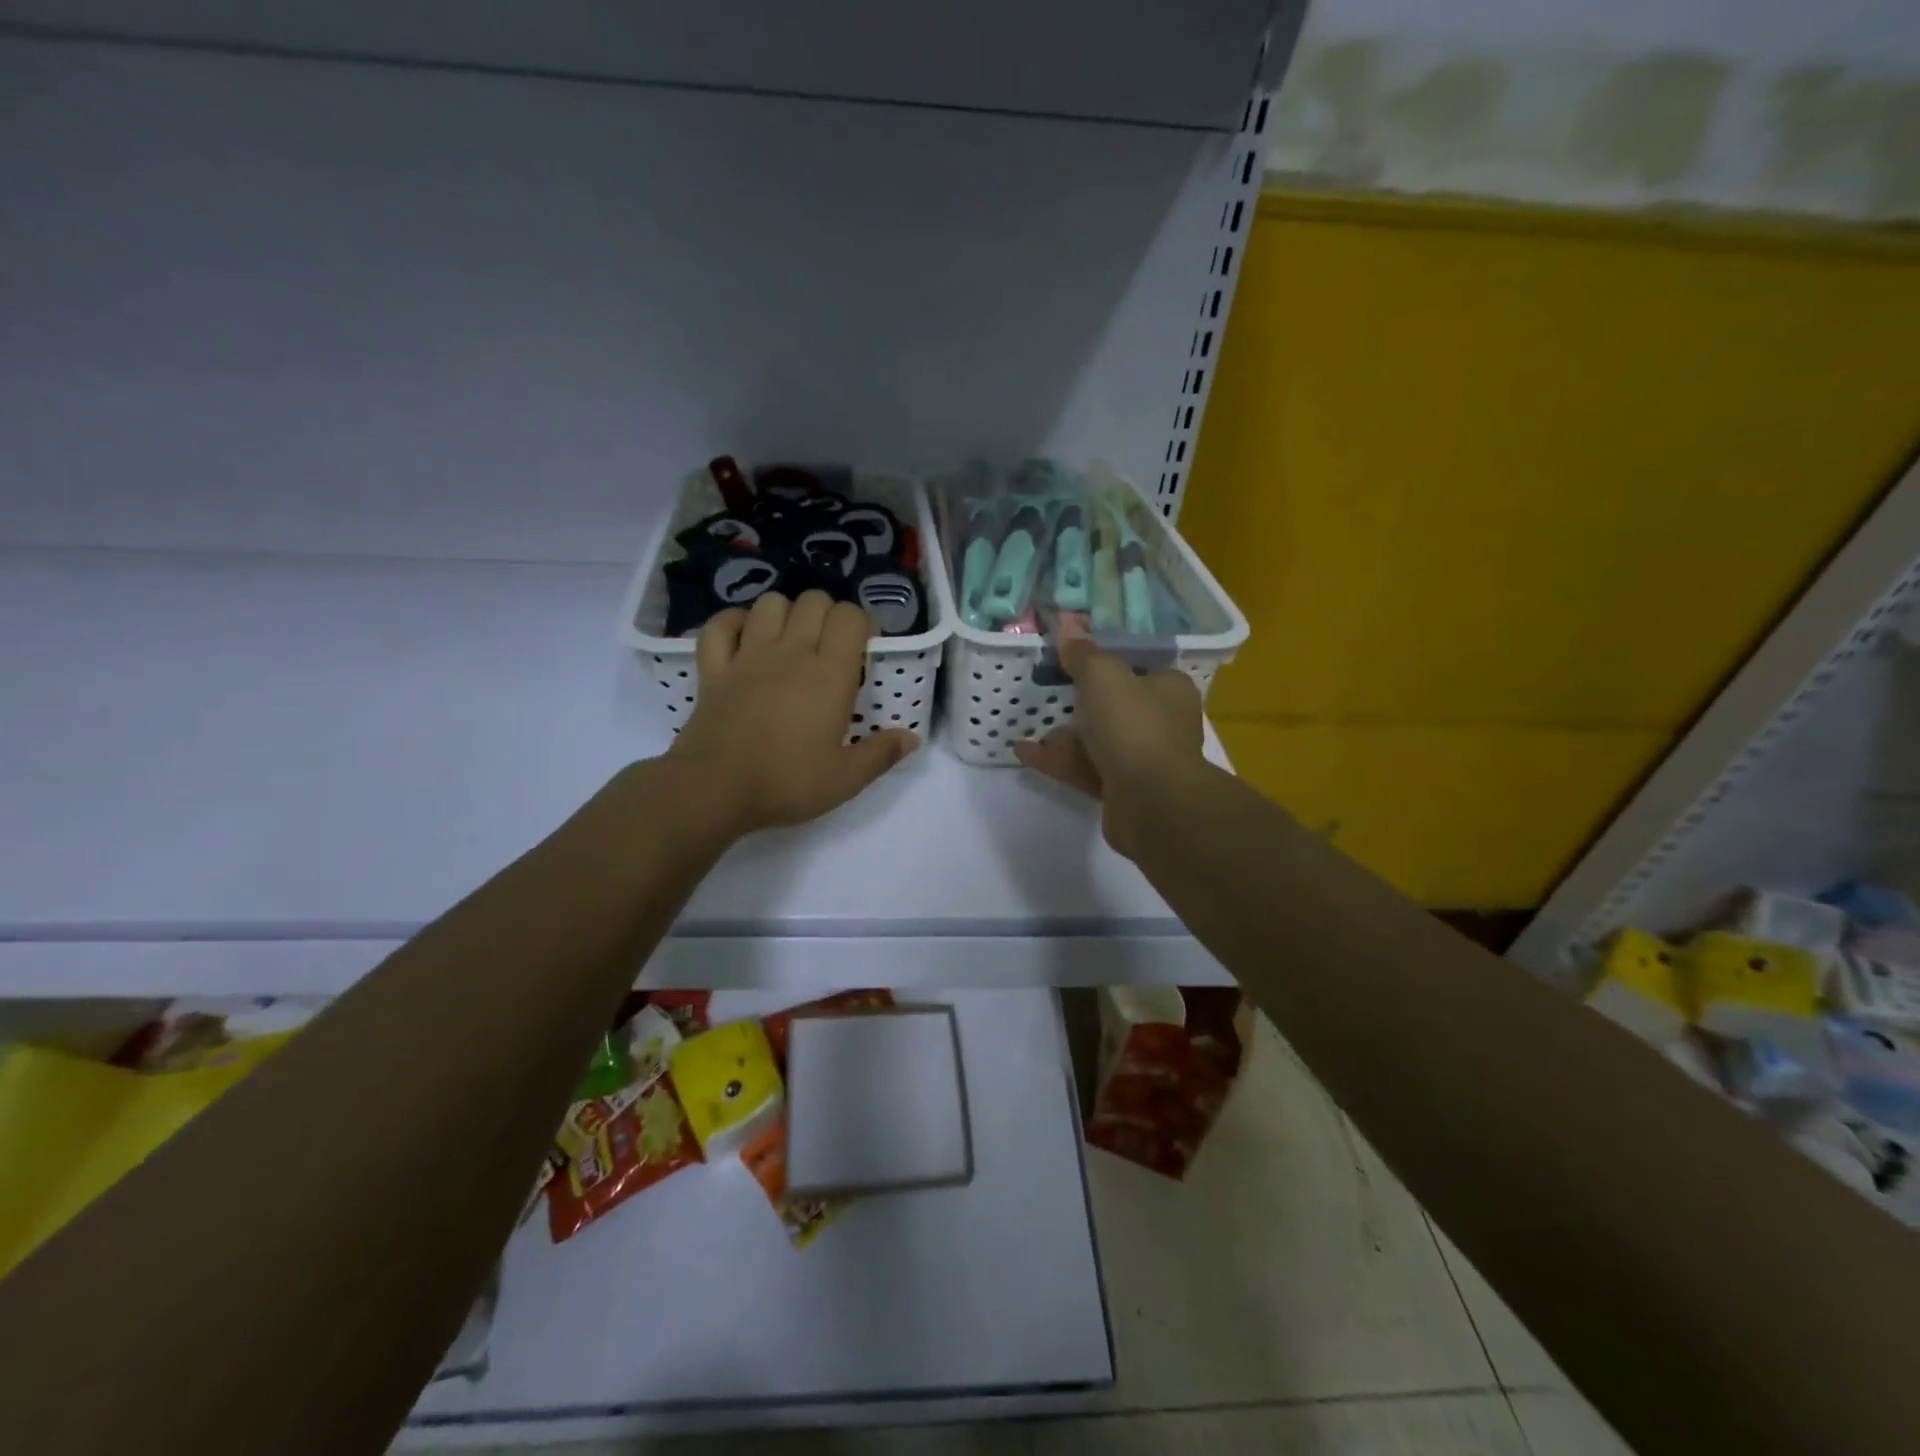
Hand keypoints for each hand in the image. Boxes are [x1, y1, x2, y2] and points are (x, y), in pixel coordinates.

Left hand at [669, 590, 917, 834]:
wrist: (715, 788)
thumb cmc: (787, 782)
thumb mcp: (845, 779)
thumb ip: (881, 754)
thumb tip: (911, 737)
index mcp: (829, 674)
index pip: (850, 617)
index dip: (861, 623)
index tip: (865, 647)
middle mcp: (791, 652)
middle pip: (813, 601)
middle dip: (827, 614)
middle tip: (831, 646)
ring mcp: (748, 656)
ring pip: (769, 604)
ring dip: (785, 613)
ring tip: (791, 640)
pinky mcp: (714, 668)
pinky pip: (720, 625)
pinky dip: (734, 622)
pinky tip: (744, 637)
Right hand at [1012, 628, 1206, 858]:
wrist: (1153, 804)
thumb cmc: (1134, 727)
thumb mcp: (1104, 677)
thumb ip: (1083, 654)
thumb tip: (1067, 624)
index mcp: (1168, 689)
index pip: (1136, 666)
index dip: (1104, 660)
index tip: (1071, 657)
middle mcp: (1161, 722)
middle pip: (1114, 704)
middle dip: (1078, 700)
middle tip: (1045, 688)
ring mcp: (1142, 759)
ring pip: (1096, 739)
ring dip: (1063, 733)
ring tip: (1027, 720)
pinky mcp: (1121, 790)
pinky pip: (1084, 768)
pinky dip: (1057, 760)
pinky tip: (1024, 752)